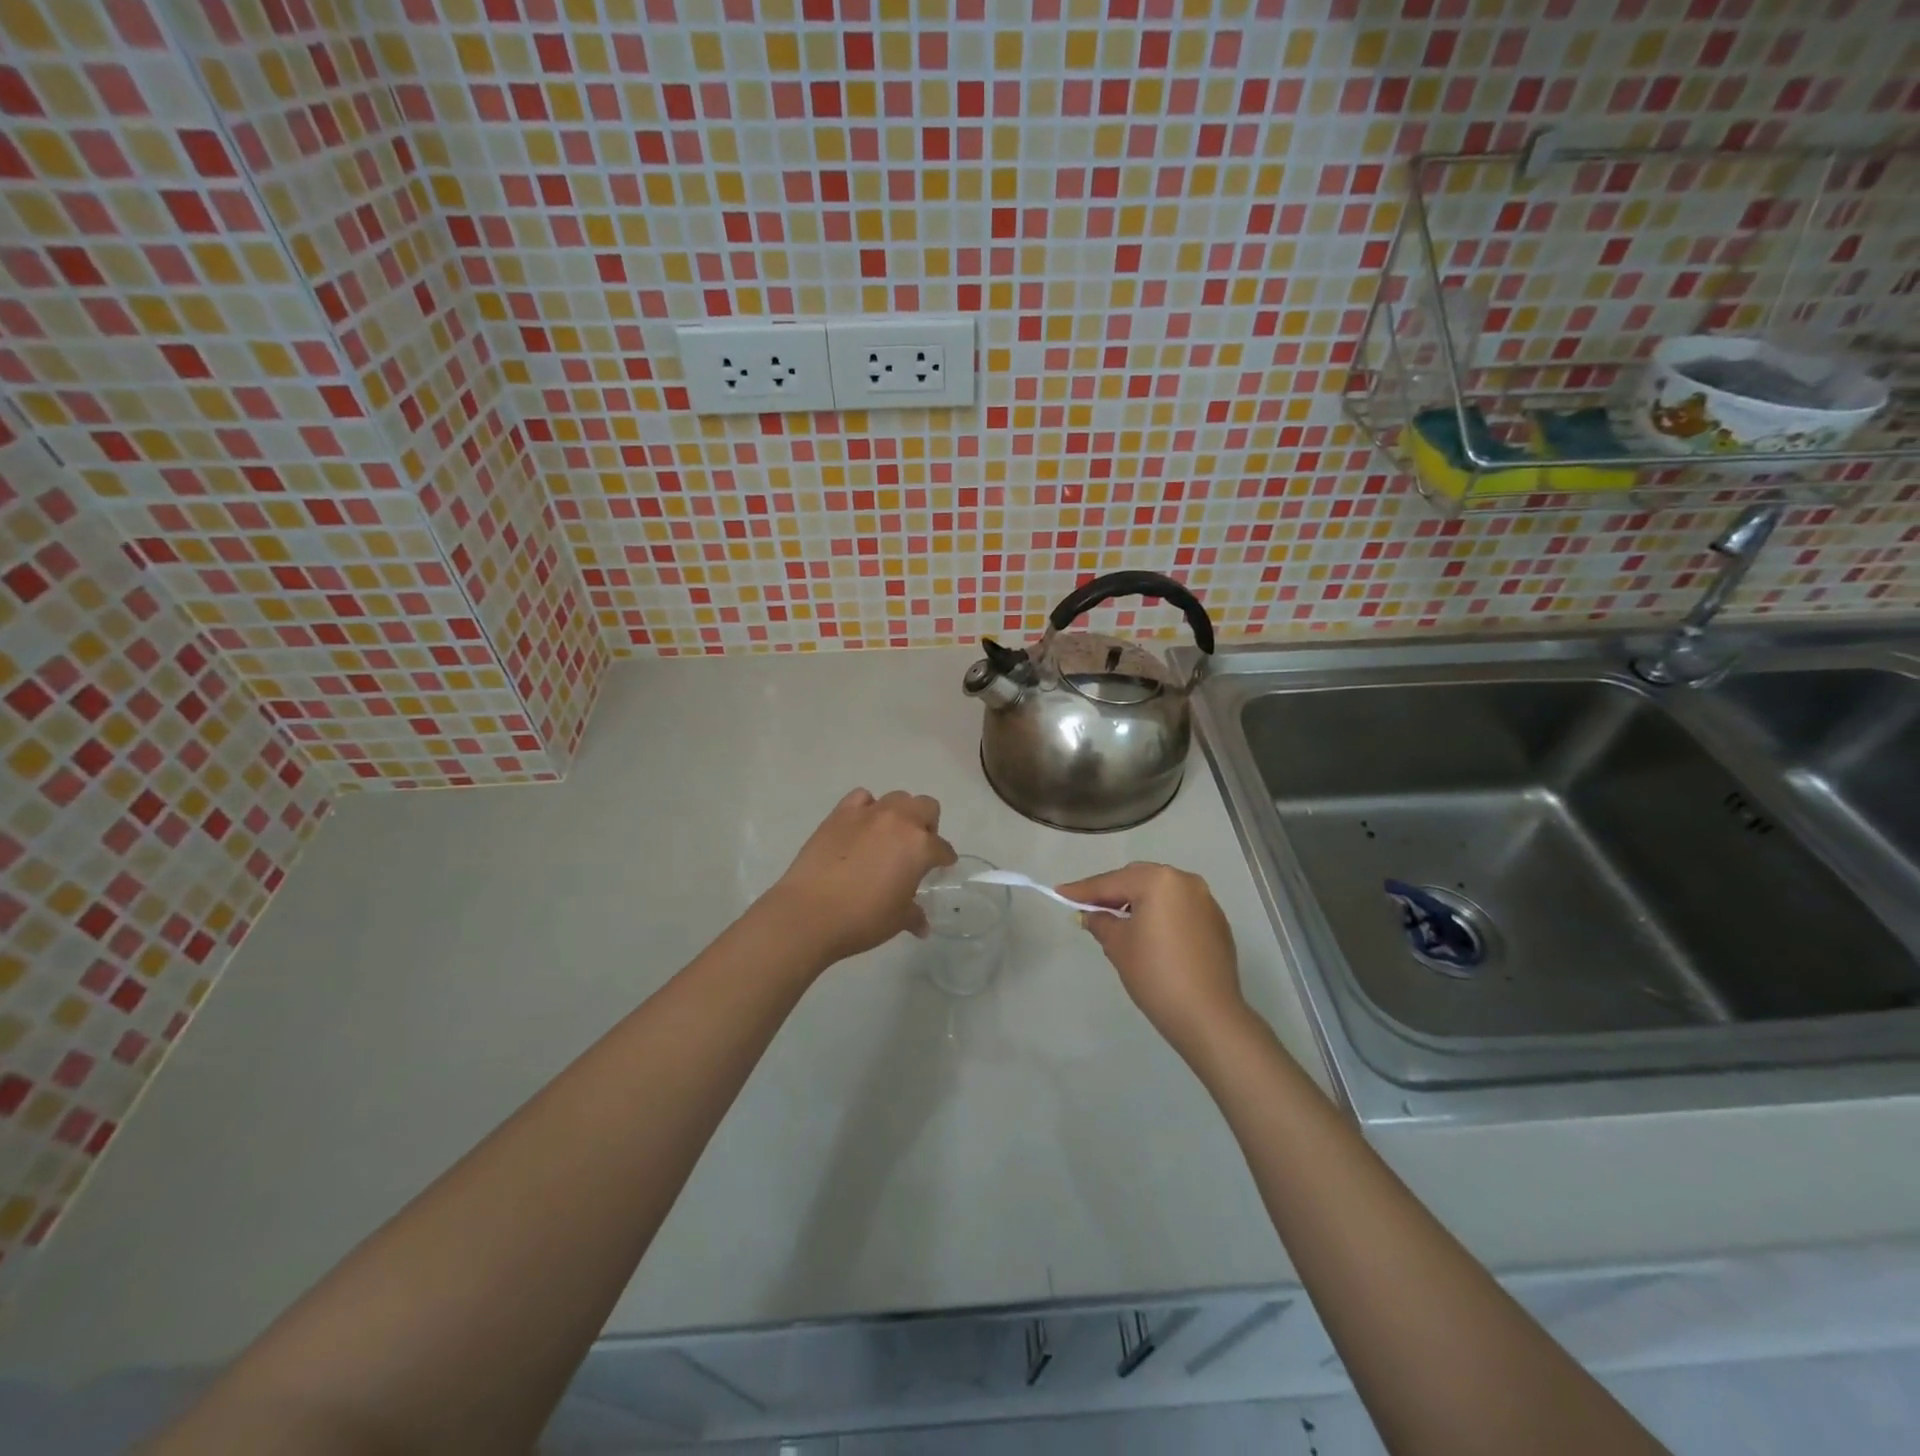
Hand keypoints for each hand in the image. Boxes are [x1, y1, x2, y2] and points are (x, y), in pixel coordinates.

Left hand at [762, 788, 956, 968]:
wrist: (809, 912)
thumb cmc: (862, 919)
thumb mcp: (897, 920)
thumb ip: (914, 915)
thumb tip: (922, 925)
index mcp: (920, 846)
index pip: (942, 848)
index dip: (945, 859)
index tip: (942, 867)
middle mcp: (899, 821)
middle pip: (926, 807)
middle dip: (928, 824)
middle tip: (917, 848)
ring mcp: (868, 814)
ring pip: (896, 798)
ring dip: (900, 813)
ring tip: (889, 836)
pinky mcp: (840, 814)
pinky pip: (861, 798)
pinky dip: (866, 808)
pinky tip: (861, 827)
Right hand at [1055, 863, 1247, 1058]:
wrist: (1208, 1016)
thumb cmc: (1156, 974)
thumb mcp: (1118, 945)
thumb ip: (1101, 922)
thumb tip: (1091, 914)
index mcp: (1160, 881)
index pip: (1112, 882)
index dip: (1084, 890)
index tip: (1060, 892)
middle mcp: (1185, 882)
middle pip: (1139, 879)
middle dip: (1113, 892)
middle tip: (1089, 907)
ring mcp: (1206, 901)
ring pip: (1161, 892)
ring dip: (1138, 901)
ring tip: (1118, 920)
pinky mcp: (1216, 922)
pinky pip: (1179, 908)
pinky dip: (1161, 914)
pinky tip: (1149, 934)